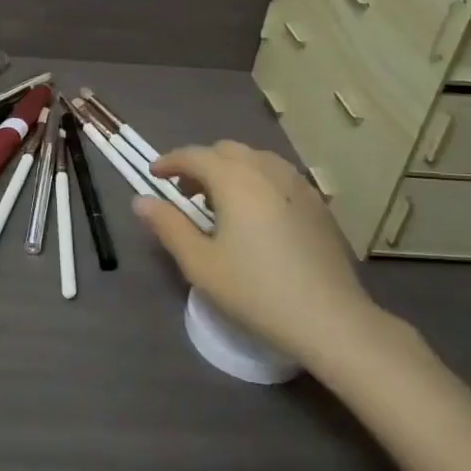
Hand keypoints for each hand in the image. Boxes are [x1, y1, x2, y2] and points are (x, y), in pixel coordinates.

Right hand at [135, 141, 381, 364]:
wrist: (330, 319)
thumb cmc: (256, 290)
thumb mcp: (200, 263)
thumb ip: (168, 226)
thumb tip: (141, 201)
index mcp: (235, 180)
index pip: (195, 155)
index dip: (169, 161)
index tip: (153, 175)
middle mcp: (267, 170)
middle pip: (226, 151)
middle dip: (200, 163)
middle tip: (184, 193)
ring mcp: (297, 185)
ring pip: (254, 160)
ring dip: (229, 170)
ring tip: (218, 203)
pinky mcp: (317, 204)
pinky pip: (277, 176)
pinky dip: (255, 181)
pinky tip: (254, 214)